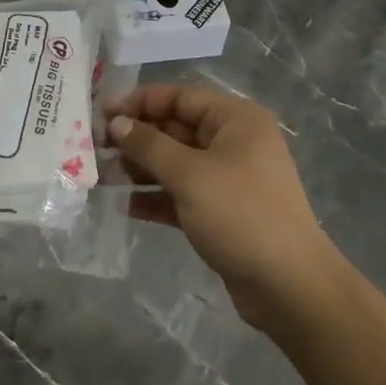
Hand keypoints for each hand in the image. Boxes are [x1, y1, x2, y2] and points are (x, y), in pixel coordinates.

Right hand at [107, 84, 337, 330]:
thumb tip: (116, 123)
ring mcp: (228, 178)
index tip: (101, 115)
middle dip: (136, 138)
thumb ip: (148, 145)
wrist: (290, 287)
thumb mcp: (189, 174)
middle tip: (95, 148)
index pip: (178, 96)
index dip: (138, 103)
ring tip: (104, 177)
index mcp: (235, 119)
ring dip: (141, 168)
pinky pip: (182, 193)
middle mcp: (233, 141)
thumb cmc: (240, 214)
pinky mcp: (222, 211)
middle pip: (175, 128)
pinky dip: (156, 196)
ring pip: (175, 162)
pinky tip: (125, 205)